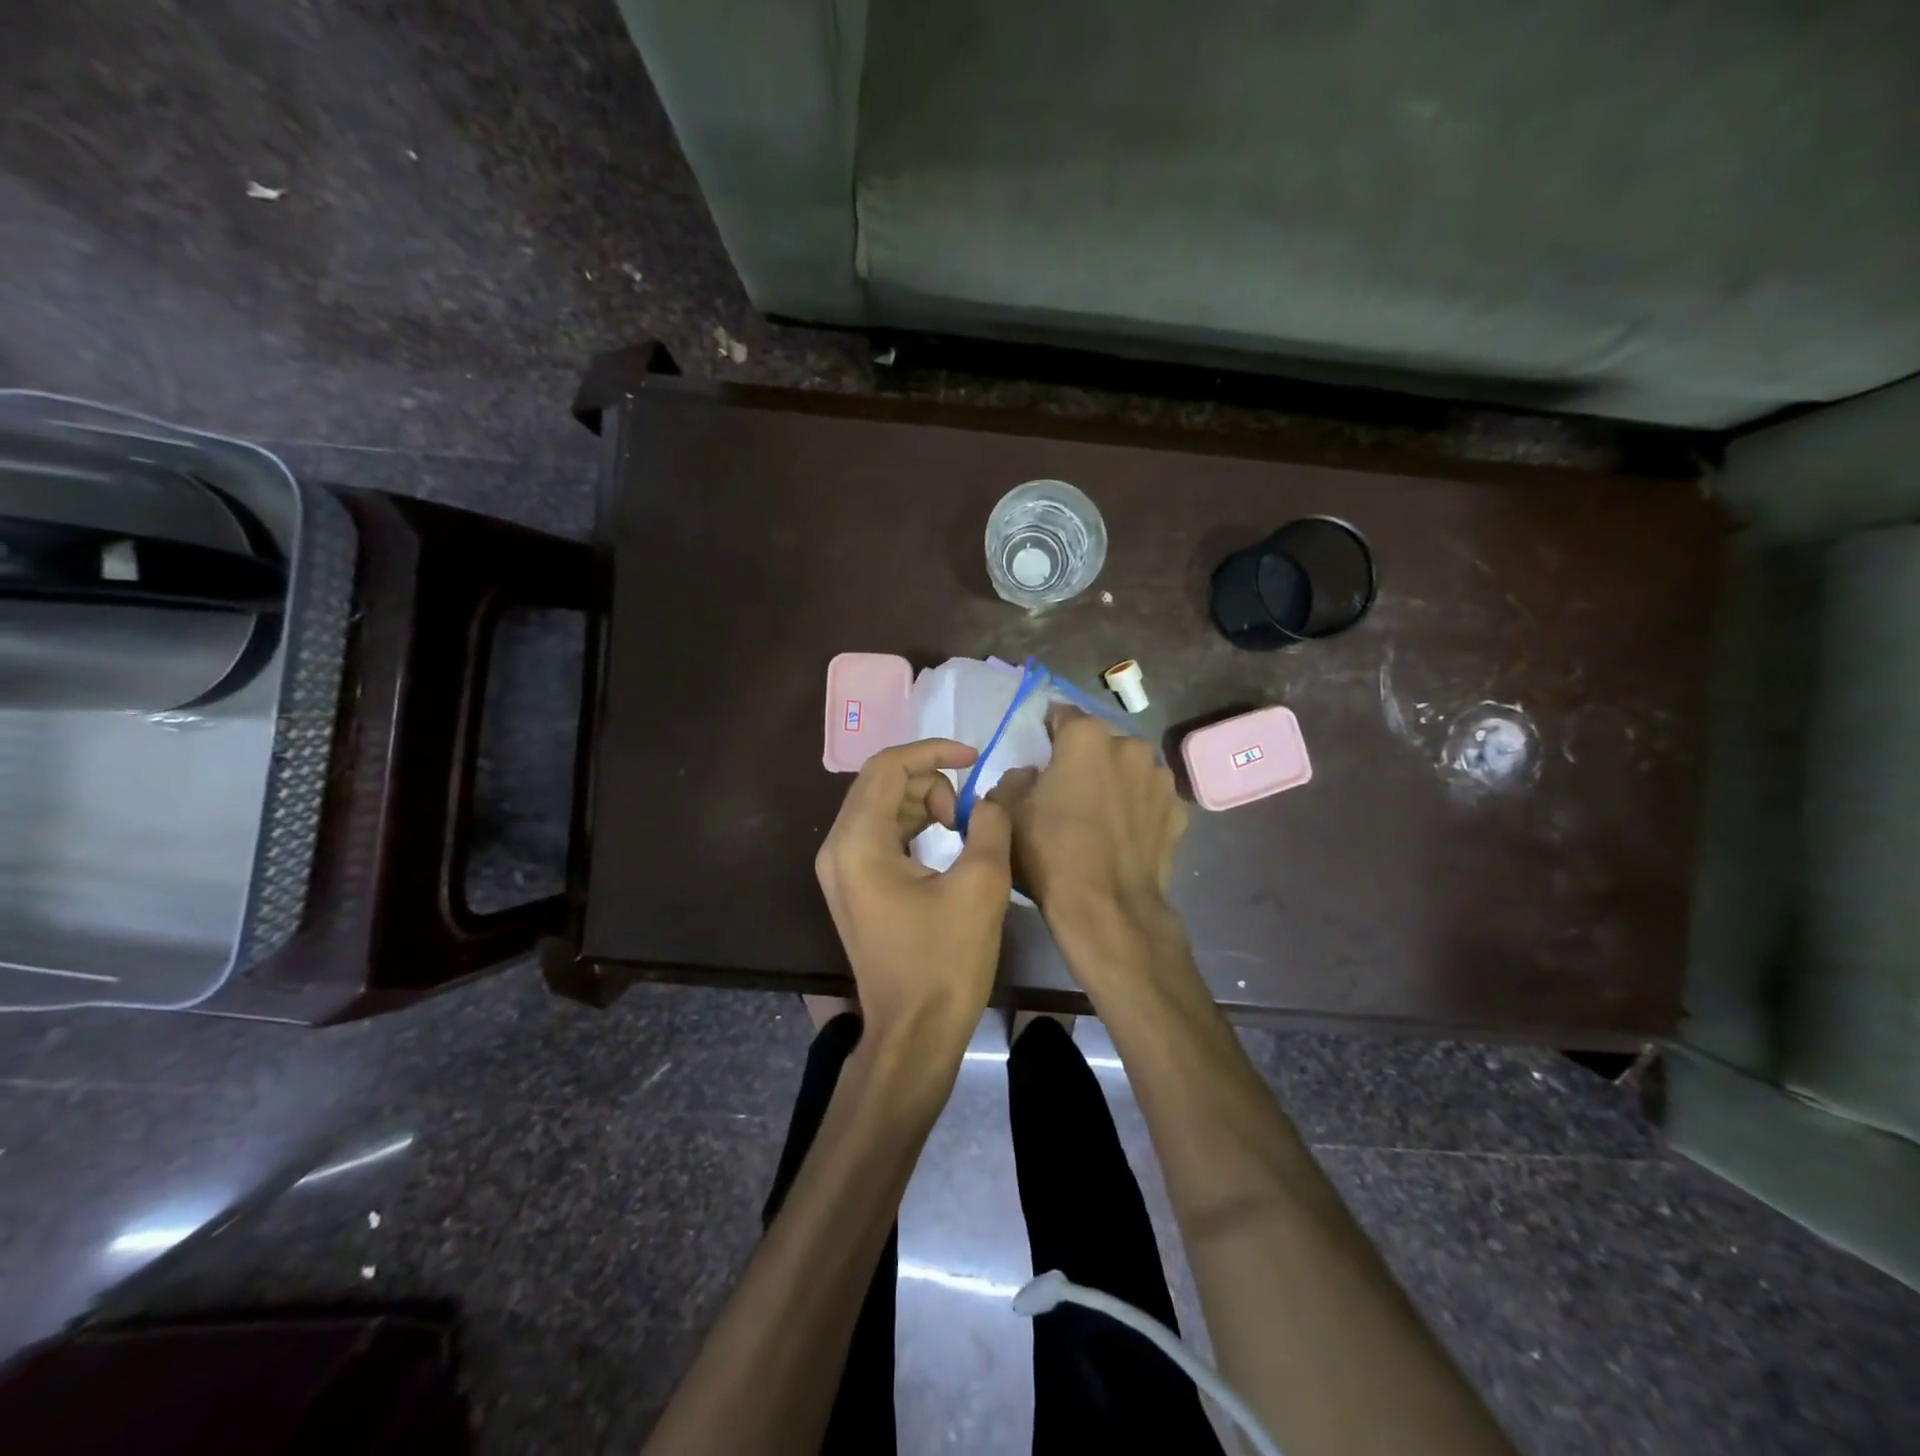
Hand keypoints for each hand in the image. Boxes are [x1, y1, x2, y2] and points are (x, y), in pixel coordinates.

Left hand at [815, 739, 1014, 1049]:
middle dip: (929, 779)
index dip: (934, 751)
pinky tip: (942, 844)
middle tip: (967, 810)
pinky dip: (911, 826)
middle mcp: (837, 848)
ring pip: (879, 806)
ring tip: (960, 828)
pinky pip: (878, 834)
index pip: (888, 766)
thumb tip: (992, 796)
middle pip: (879, 783)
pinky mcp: (852, 887)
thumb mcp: (980, 885)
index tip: (975, 757)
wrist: (914, 1034)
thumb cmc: (945, 962)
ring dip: (921, 802)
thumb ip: (990, 825)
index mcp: (858, 842)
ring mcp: (840, 870)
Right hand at [988, 706, 1187, 925]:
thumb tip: (1032, 775)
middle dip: (1083, 759)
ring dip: (1114, 781)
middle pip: (1098, 743)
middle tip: (1067, 791)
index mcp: (1087, 737)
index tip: (1039, 754)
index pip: (1060, 715)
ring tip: (1099, 817)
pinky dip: (1136, 809)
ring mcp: (1160, 779)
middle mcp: (1130, 745)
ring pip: (1128, 769)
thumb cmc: (1050, 852)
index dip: (1046, 733)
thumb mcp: (1007, 811)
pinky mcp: (1179, 811)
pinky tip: (1123, 836)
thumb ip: (1013, 777)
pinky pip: (1148, 799)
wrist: (1108, 908)